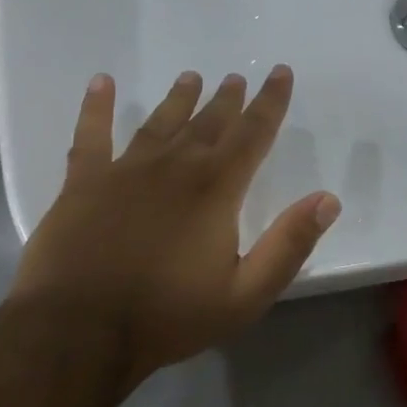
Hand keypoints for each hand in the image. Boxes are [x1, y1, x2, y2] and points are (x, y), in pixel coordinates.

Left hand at [10, 67, 339, 379]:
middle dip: (227, 99)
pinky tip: (101, 83)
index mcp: (216, 188)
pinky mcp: (83, 184)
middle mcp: (174, 167)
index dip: (271, 101)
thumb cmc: (169, 316)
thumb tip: (328, 199)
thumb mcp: (246, 293)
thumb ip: (290, 244)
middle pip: (208, 122)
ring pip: (159, 123)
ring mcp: (125, 171)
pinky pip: (91, 135)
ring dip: (178, 99)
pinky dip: (96, 107)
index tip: (280, 72)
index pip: (253, 133)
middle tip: (236, 77)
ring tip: (190, 78)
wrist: (78, 334)